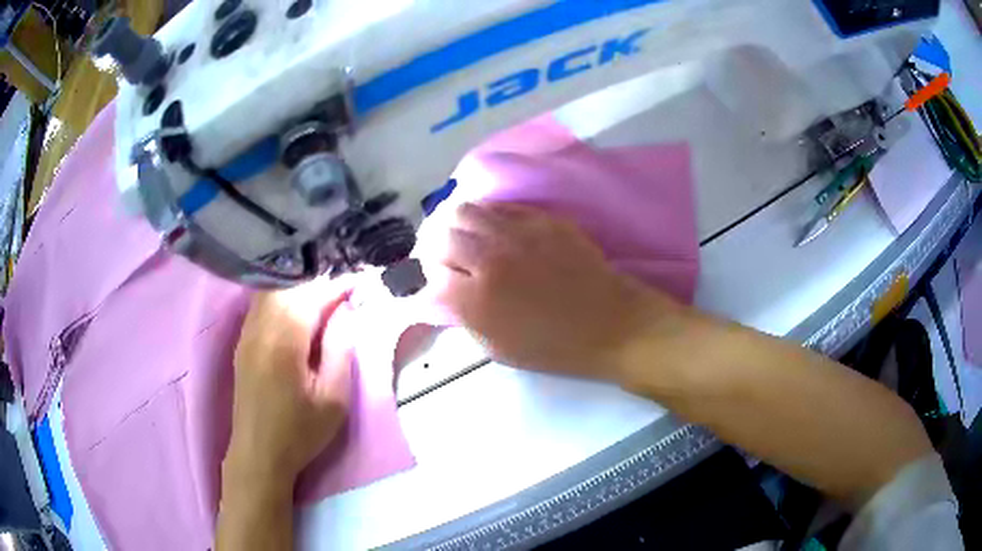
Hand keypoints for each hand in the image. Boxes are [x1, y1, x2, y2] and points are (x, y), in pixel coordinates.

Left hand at [224, 279, 354, 495]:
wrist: (259, 453)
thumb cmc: (300, 431)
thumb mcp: (334, 398)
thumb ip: (340, 349)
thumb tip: (344, 312)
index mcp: (284, 339)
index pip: (312, 295)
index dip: (337, 286)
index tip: (359, 283)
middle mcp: (261, 326)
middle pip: (289, 286)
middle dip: (318, 282)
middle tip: (343, 292)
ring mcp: (247, 332)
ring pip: (272, 291)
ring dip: (299, 288)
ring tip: (323, 300)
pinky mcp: (243, 341)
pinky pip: (262, 304)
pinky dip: (282, 298)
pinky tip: (296, 312)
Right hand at [430, 202, 676, 379]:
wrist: (611, 324)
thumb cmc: (554, 347)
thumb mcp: (498, 348)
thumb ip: (463, 318)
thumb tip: (440, 295)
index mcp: (477, 299)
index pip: (431, 275)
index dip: (430, 281)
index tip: (438, 285)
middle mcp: (490, 258)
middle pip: (441, 235)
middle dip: (437, 250)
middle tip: (448, 260)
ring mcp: (517, 233)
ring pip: (466, 210)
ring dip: (458, 227)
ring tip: (467, 239)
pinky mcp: (542, 219)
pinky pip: (500, 207)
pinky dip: (488, 217)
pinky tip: (496, 230)